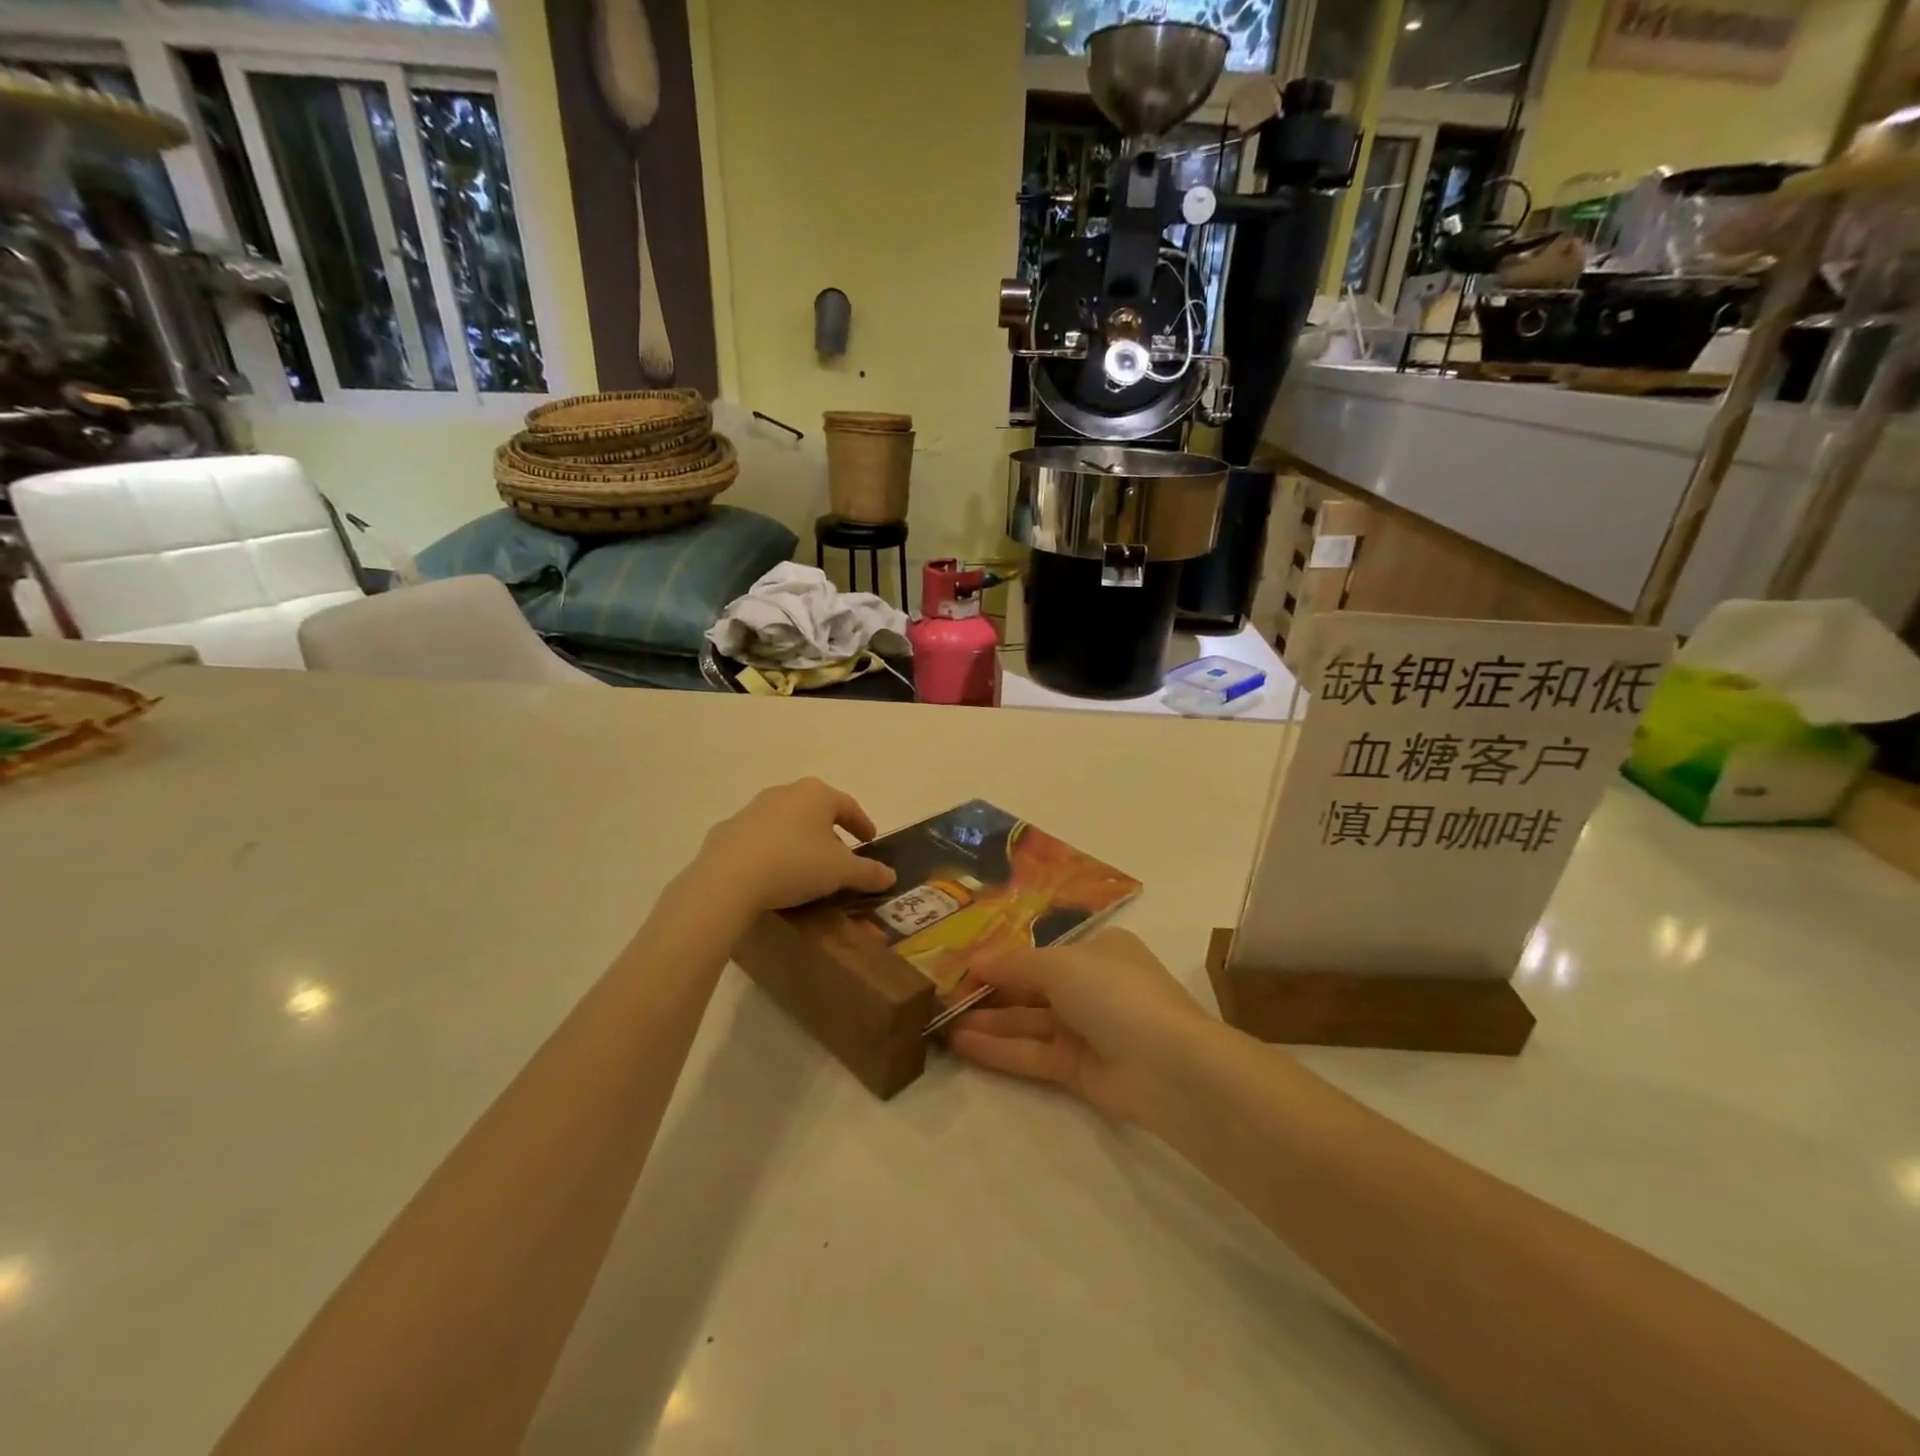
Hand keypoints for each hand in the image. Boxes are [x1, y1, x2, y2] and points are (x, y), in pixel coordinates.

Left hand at [692, 778, 896, 914]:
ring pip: (786, 823)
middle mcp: (784, 793)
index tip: (870, 841)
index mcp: (816, 794)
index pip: (848, 806)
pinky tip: (772, 874)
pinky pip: (759, 840)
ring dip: (800, 841)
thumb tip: (890, 875)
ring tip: (807, 868)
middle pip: (816, 812)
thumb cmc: (796, 864)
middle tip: (840, 858)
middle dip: (830, 833)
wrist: (728, 879)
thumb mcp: (841, 872)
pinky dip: (772, 852)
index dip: (862, 824)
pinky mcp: (728, 830)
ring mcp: (752, 810)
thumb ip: (868, 872)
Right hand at [947, 930, 1210, 1123]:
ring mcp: (1088, 1030)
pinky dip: (1001, 1049)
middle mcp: (1093, 986)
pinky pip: (1034, 1054)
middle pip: (1032, 988)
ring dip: (989, 1022)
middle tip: (944, 997)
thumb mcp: (1060, 965)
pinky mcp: (1081, 1070)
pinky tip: (964, 1045)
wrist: (1169, 1065)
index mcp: (1098, 951)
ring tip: (942, 1024)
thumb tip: (974, 959)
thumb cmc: (1114, 993)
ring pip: (1029, 1023)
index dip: (1002, 958)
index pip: (1041, 953)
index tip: (962, 966)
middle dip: (991, 992)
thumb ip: (1014, 964)